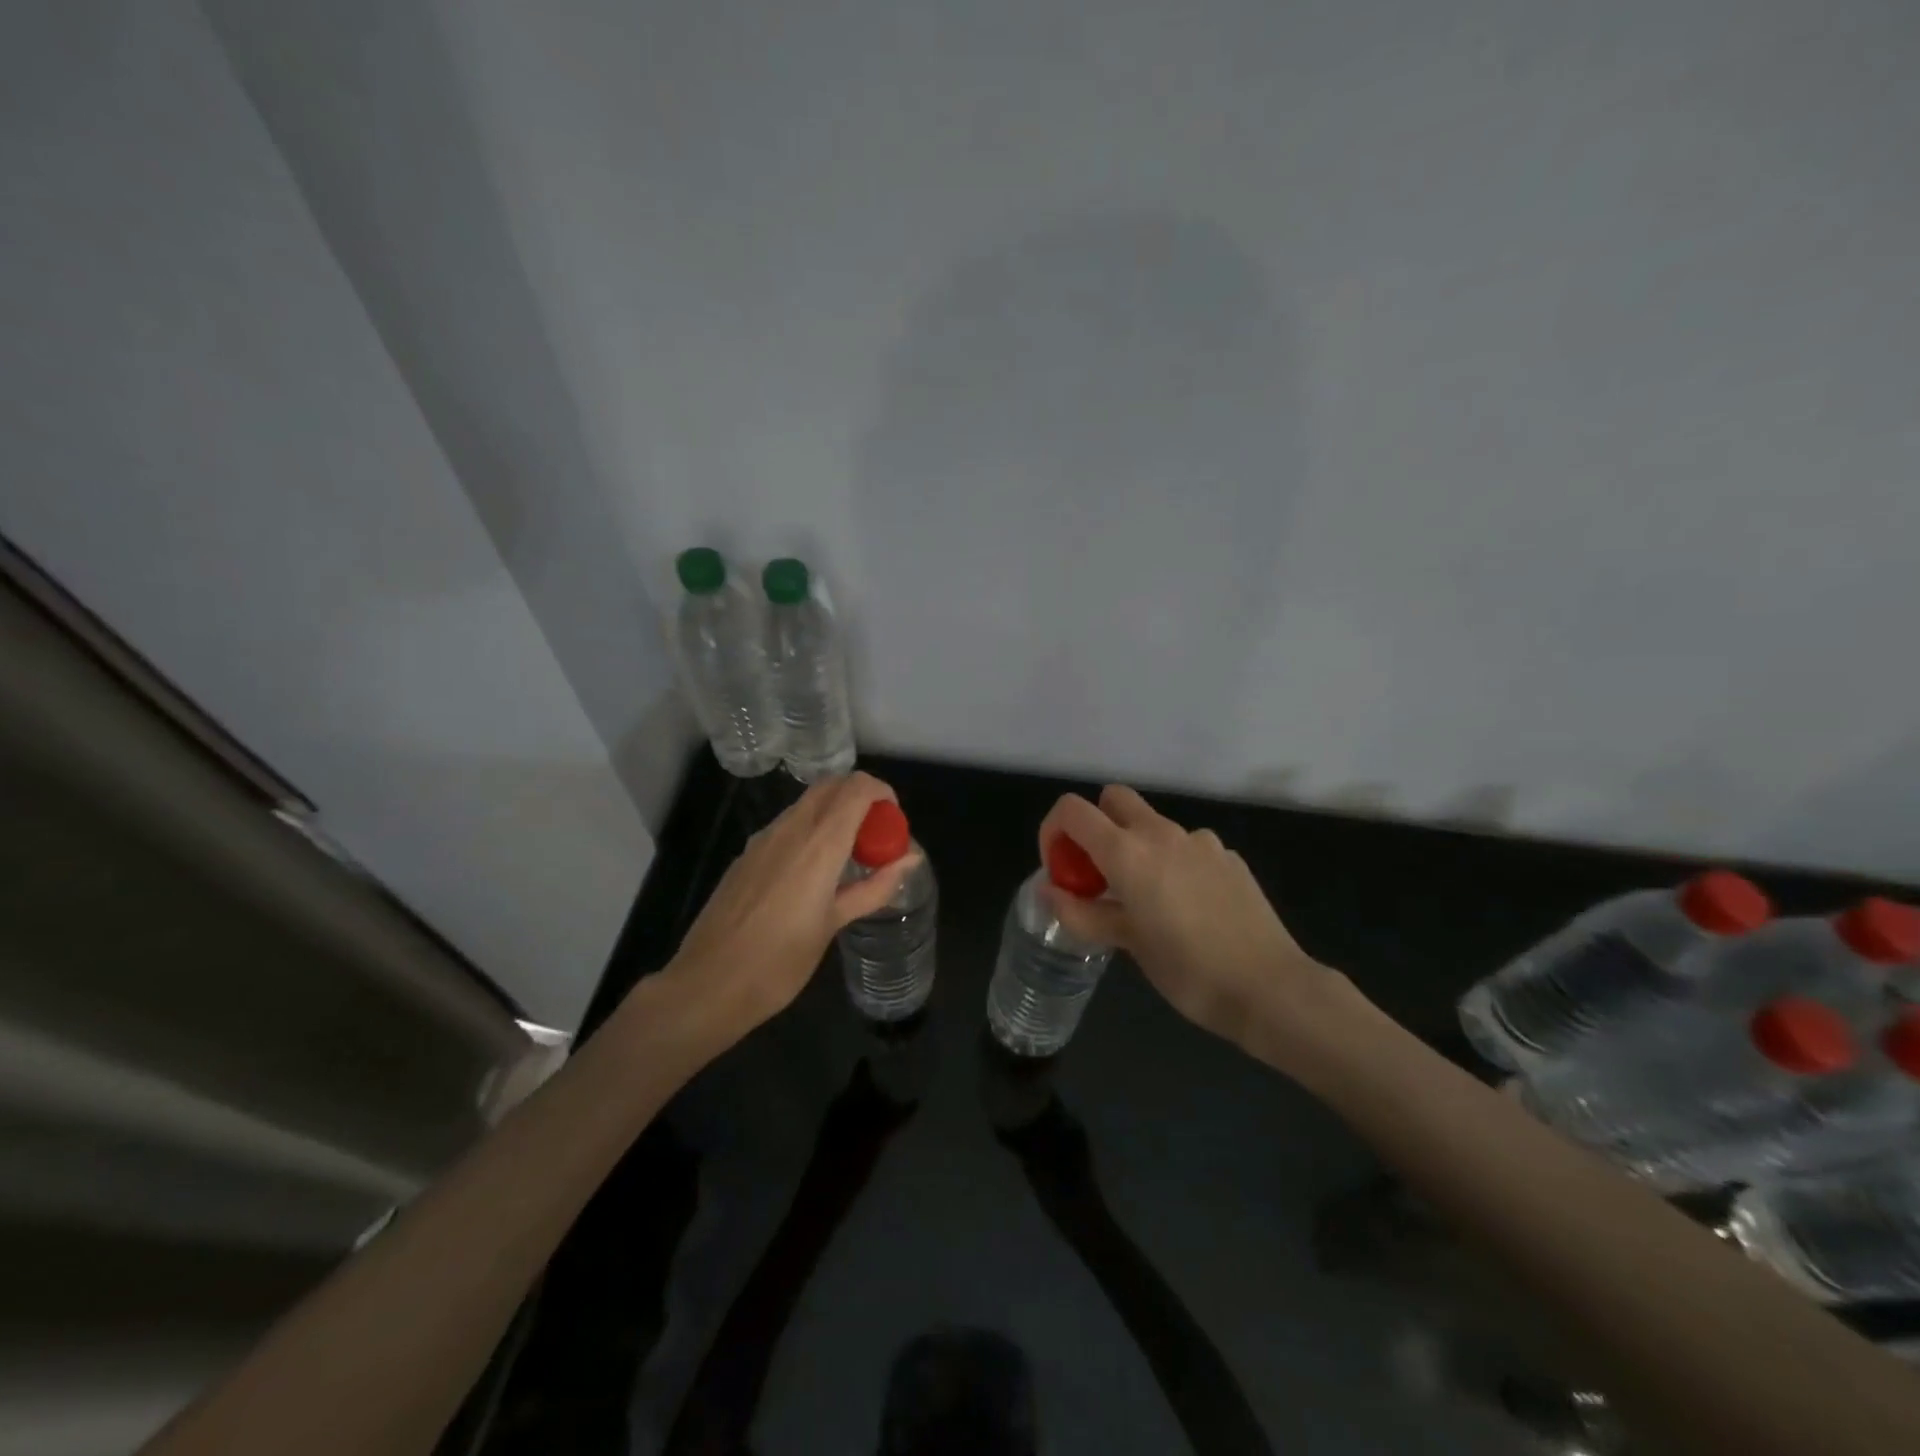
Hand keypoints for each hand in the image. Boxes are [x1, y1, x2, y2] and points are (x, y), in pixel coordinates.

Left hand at [660, 773, 920, 1043]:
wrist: (707, 985)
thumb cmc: (779, 962)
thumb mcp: (833, 924)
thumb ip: (874, 887)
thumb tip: (909, 860)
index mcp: (819, 844)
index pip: (856, 788)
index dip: (882, 792)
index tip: (894, 819)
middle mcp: (790, 829)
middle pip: (831, 786)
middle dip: (859, 797)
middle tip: (875, 834)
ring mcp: (763, 839)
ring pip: (807, 804)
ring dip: (834, 812)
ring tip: (848, 856)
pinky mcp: (746, 854)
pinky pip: (787, 825)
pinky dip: (810, 830)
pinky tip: (812, 873)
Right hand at [1036, 786, 1359, 1077]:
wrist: (1271, 988)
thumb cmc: (1189, 970)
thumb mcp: (1127, 945)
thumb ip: (1082, 913)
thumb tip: (1049, 891)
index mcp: (1128, 852)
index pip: (1073, 810)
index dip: (1054, 830)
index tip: (1059, 867)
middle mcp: (1162, 834)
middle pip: (1115, 799)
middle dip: (1097, 824)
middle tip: (1098, 873)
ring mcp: (1200, 841)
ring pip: (1153, 824)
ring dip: (1137, 847)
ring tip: (1147, 900)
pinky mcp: (1228, 856)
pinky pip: (1187, 847)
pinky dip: (1174, 863)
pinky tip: (1189, 907)